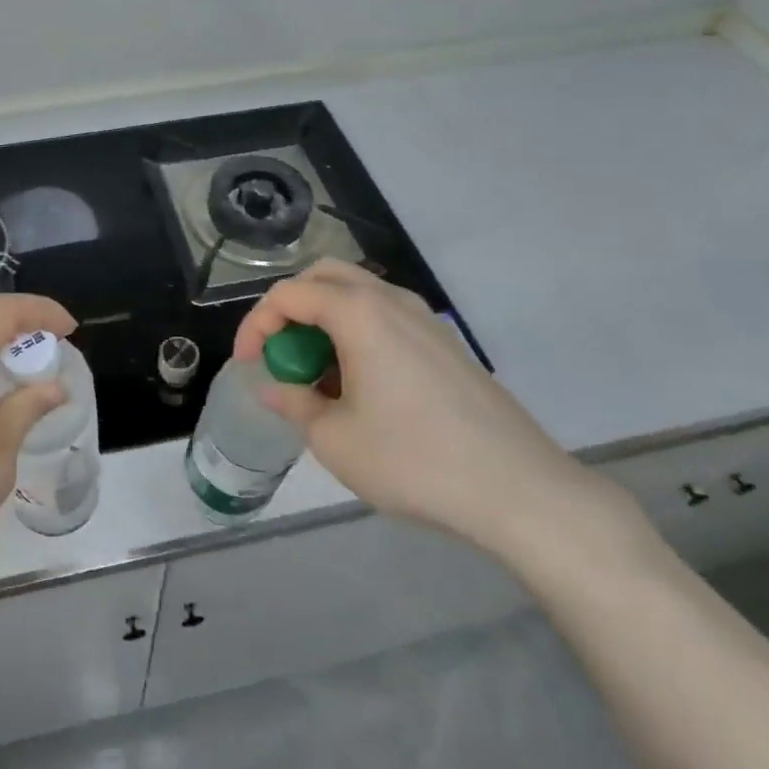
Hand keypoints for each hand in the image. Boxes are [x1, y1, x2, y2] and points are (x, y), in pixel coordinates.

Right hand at [234, 261, 618, 559]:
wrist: (521, 491)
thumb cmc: (415, 460)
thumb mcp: (335, 440)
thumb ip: (295, 404)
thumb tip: (276, 387)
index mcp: (358, 312)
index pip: (288, 295)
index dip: (256, 325)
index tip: (248, 366)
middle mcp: (391, 300)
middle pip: (324, 277)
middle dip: (290, 309)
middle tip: (280, 354)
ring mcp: (424, 319)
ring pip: (358, 294)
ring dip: (325, 321)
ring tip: (318, 376)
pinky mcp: (446, 343)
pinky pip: (386, 318)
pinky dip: (357, 334)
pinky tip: (361, 387)